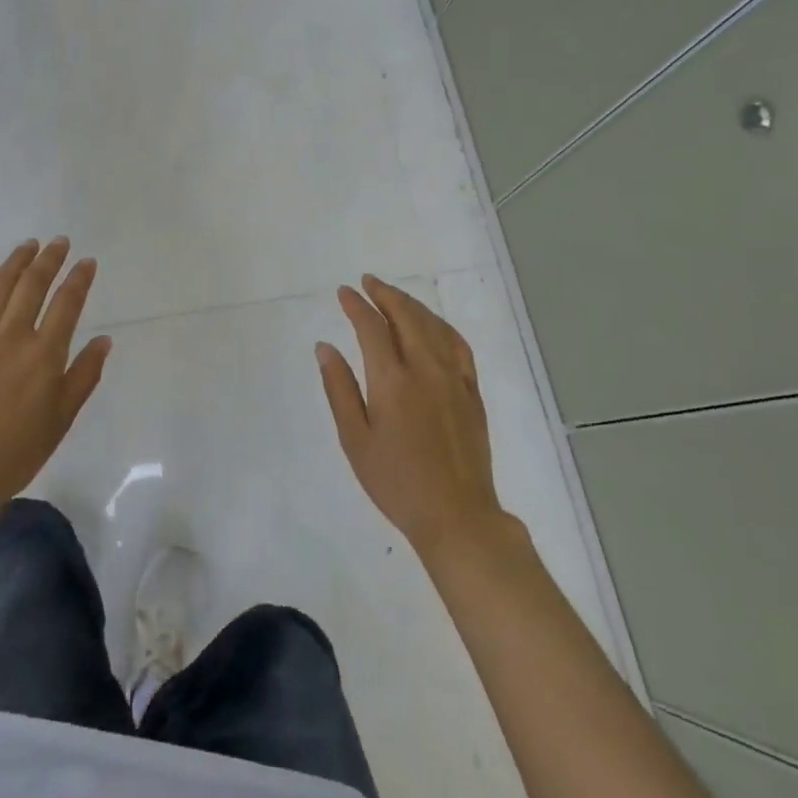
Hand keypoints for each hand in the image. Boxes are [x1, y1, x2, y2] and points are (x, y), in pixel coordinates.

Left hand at [0, 238, 111, 512]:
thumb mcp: (62, 419)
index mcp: (44, 354)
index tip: (87, 261)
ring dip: (15, 261)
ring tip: (28, 246)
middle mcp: (12, 335)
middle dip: (50, 259)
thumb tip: (104, 340)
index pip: (67, 303)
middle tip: (59, 242)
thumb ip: (84, 375)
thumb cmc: (16, 451)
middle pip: (33, 285)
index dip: (79, 278)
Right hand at [316, 275, 507, 558]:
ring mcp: (454, 379)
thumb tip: (325, 347)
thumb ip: (339, 388)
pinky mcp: (472, 392)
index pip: (372, 328)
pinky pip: (458, 345)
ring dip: (412, 305)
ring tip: (394, 296)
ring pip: (434, 326)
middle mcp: (425, 369)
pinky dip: (442, 326)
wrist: (456, 515)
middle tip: (368, 282)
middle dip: (385, 294)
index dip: (356, 305)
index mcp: (392, 380)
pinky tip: (433, 325)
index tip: (344, 292)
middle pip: (406, 317)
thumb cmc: (396, 482)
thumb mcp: (355, 439)